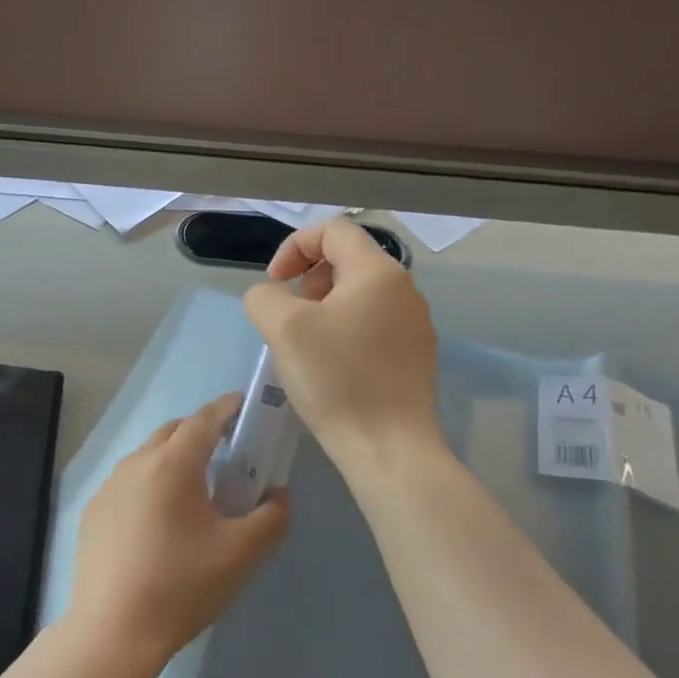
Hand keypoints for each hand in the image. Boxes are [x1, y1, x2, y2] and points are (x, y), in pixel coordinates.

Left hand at [64, 393, 289, 675]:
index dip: (229, 407)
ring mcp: (109, 487)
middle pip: (174, 432)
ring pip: (148, 457)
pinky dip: (151, 485)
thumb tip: (278, 494)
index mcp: (172, 464)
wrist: (113, 631)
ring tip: (197, 493)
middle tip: (229, 455)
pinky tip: (160, 524)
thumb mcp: (242, 554)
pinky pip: (129, 483)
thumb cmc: (182, 586)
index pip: (204, 418)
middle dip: (202, 433)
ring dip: (175, 460)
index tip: (248, 406)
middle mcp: (136, 463)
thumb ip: (272, 517)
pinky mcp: (93, 512)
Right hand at [243, 218, 443, 476]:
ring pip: (358, 294)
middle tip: (288, 317)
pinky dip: (343, 330)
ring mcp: (414, 324)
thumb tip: (271, 297)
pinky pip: (372, 324)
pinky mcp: (414, 355)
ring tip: (305, 344)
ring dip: (323, 307)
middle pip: (347, 260)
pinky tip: (330, 367)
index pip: (333, 230)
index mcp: (378, 272)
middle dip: (308, 280)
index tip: (276, 284)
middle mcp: (404, 290)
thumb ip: (264, 297)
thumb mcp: (283, 329)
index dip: (294, 247)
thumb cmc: (336, 380)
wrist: (388, 447)